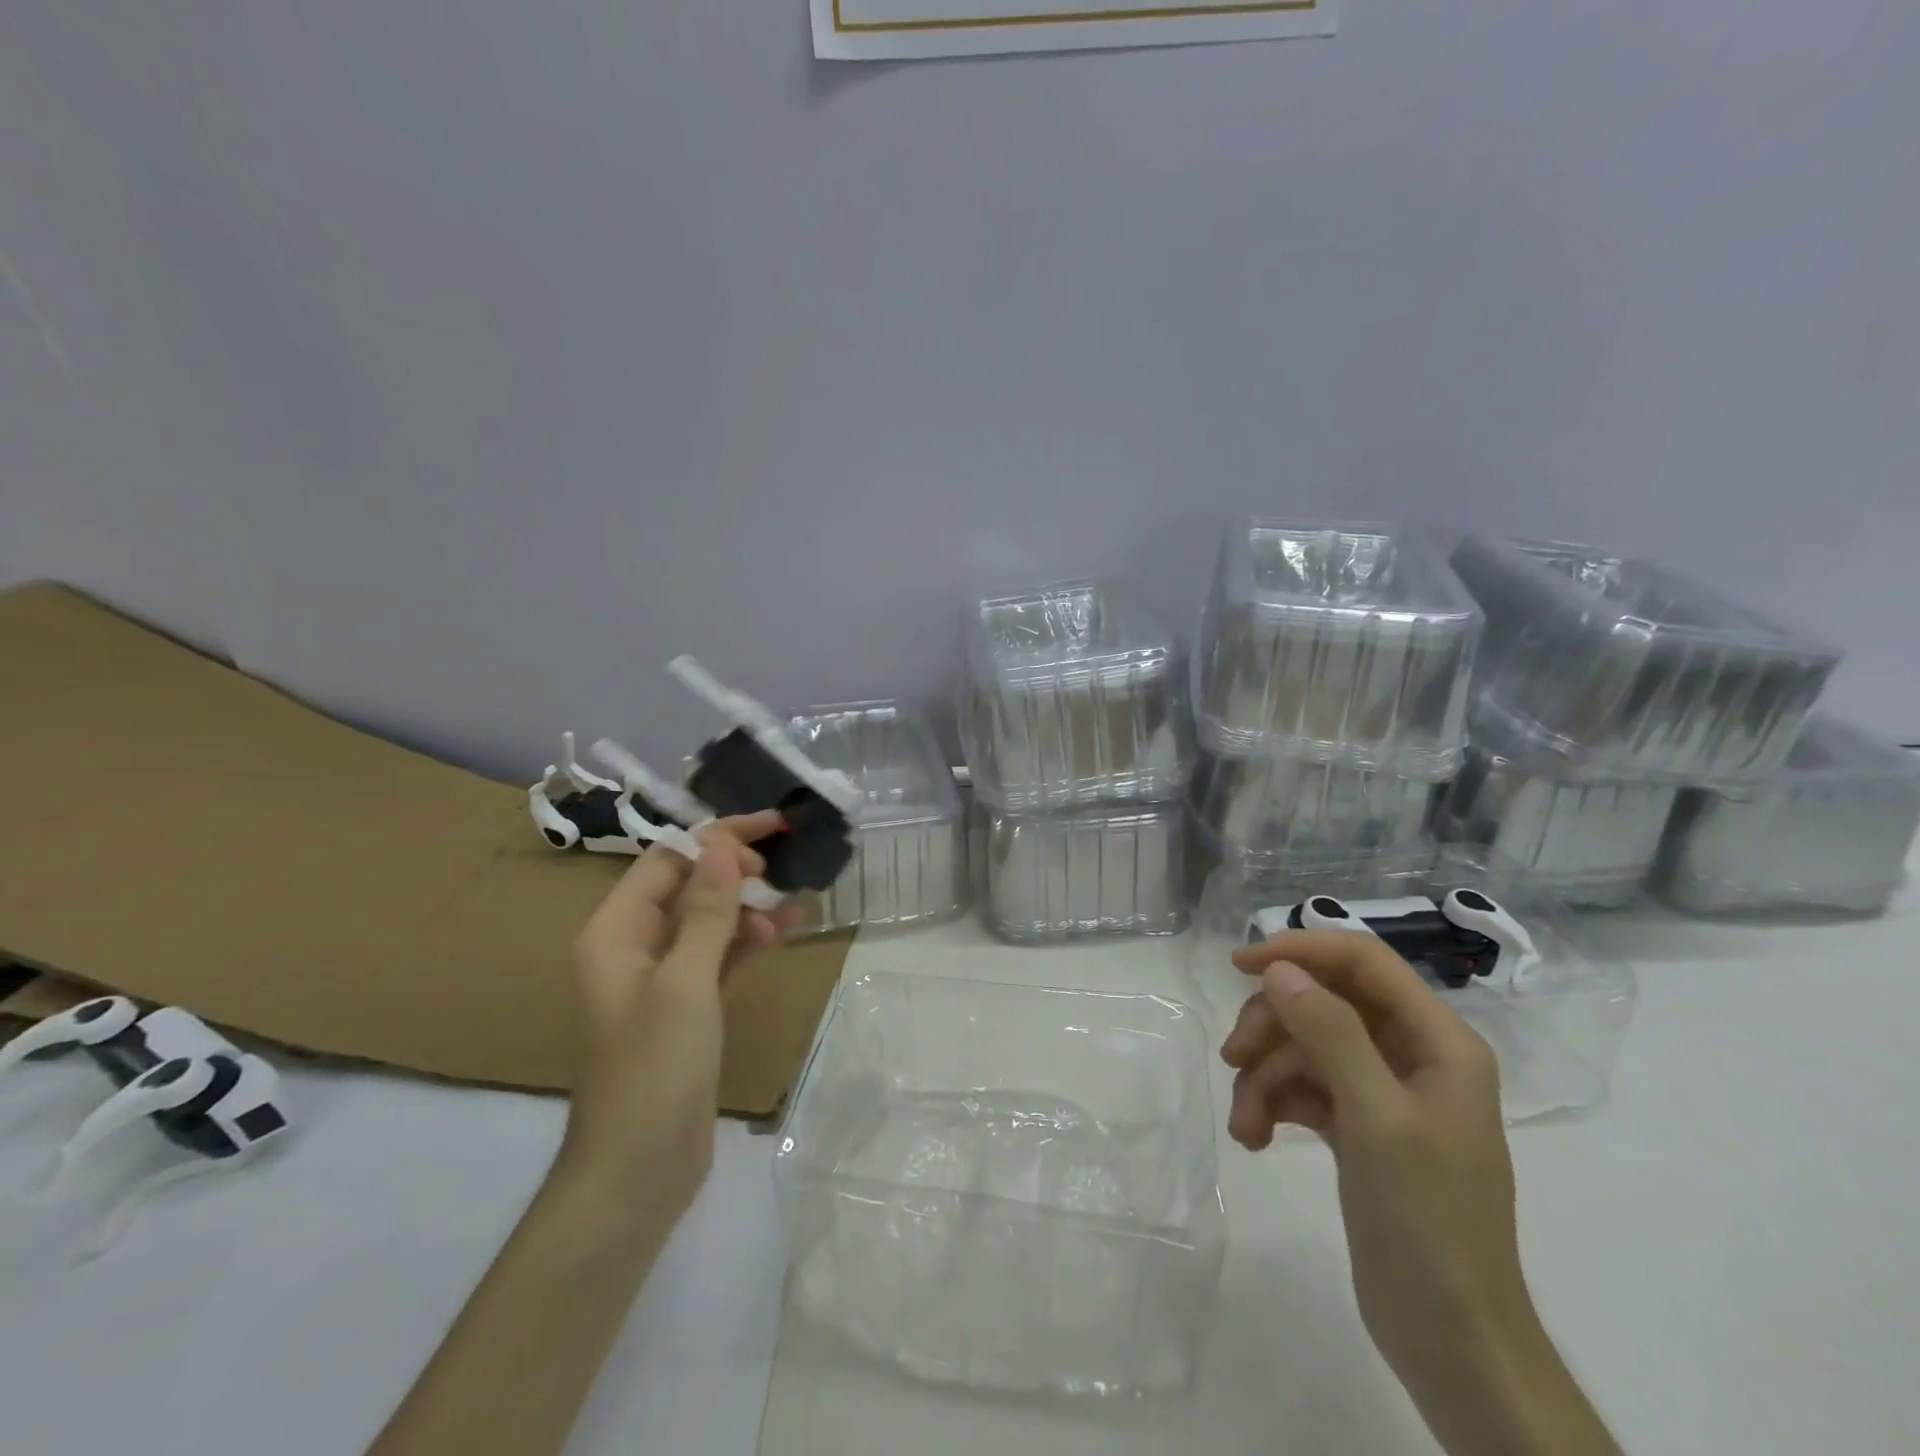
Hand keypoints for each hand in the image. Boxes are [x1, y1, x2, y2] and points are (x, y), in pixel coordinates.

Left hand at [557, 810, 786, 1218]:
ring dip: (746, 906)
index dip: (716, 839)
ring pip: (707, 921)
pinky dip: (746, 942)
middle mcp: (633, 946)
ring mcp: (660, 979)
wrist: (637, 1172)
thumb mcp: (684, 982)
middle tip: (781, 866)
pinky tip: (780, 933)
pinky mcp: (686, 1007)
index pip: (667, 860)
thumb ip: (706, 912)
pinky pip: (718, 956)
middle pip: (687, 886)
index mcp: (615, 932)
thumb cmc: (654, 1069)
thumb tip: (722, 847)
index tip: (769, 828)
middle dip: (733, 869)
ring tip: (792, 903)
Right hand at [1221, 932, 1533, 1409]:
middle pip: (1323, 1002)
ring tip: (1245, 1123)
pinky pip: (1302, 1088)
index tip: (1239, 965)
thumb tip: (1279, 969)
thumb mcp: (1376, 1117)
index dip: (1301, 950)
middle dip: (1273, 1026)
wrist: (1451, 1339)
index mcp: (1437, 1040)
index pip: (1363, 961)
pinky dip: (1273, 1103)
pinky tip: (1255, 1138)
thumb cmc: (1428, 1219)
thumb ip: (1330, 1032)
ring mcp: (1381, 1091)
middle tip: (1232, 1056)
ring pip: (1303, 1046)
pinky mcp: (1357, 1126)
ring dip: (1264, 1075)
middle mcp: (1411, 1054)